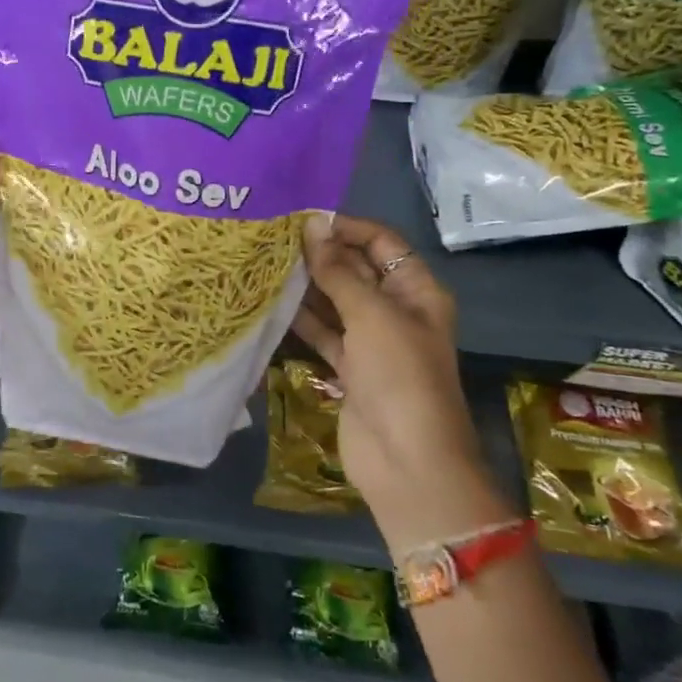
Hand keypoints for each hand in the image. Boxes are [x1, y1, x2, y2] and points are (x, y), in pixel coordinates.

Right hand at [293, 214, 509, 549]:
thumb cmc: (399, 377)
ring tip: (265, 264)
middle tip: (273, 239)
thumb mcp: (372, 315)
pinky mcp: (349, 369)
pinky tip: (271, 303)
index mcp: (417, 292)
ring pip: (336, 302)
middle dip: (321, 255)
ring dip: (307, 286)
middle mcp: (396, 311)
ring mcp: (372, 342)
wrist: (407, 462)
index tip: (302, 219)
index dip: (346, 228)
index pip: (382, 243)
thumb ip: (338, 271)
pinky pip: (324, 334)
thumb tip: (312, 225)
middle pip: (357, 270)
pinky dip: (302, 321)